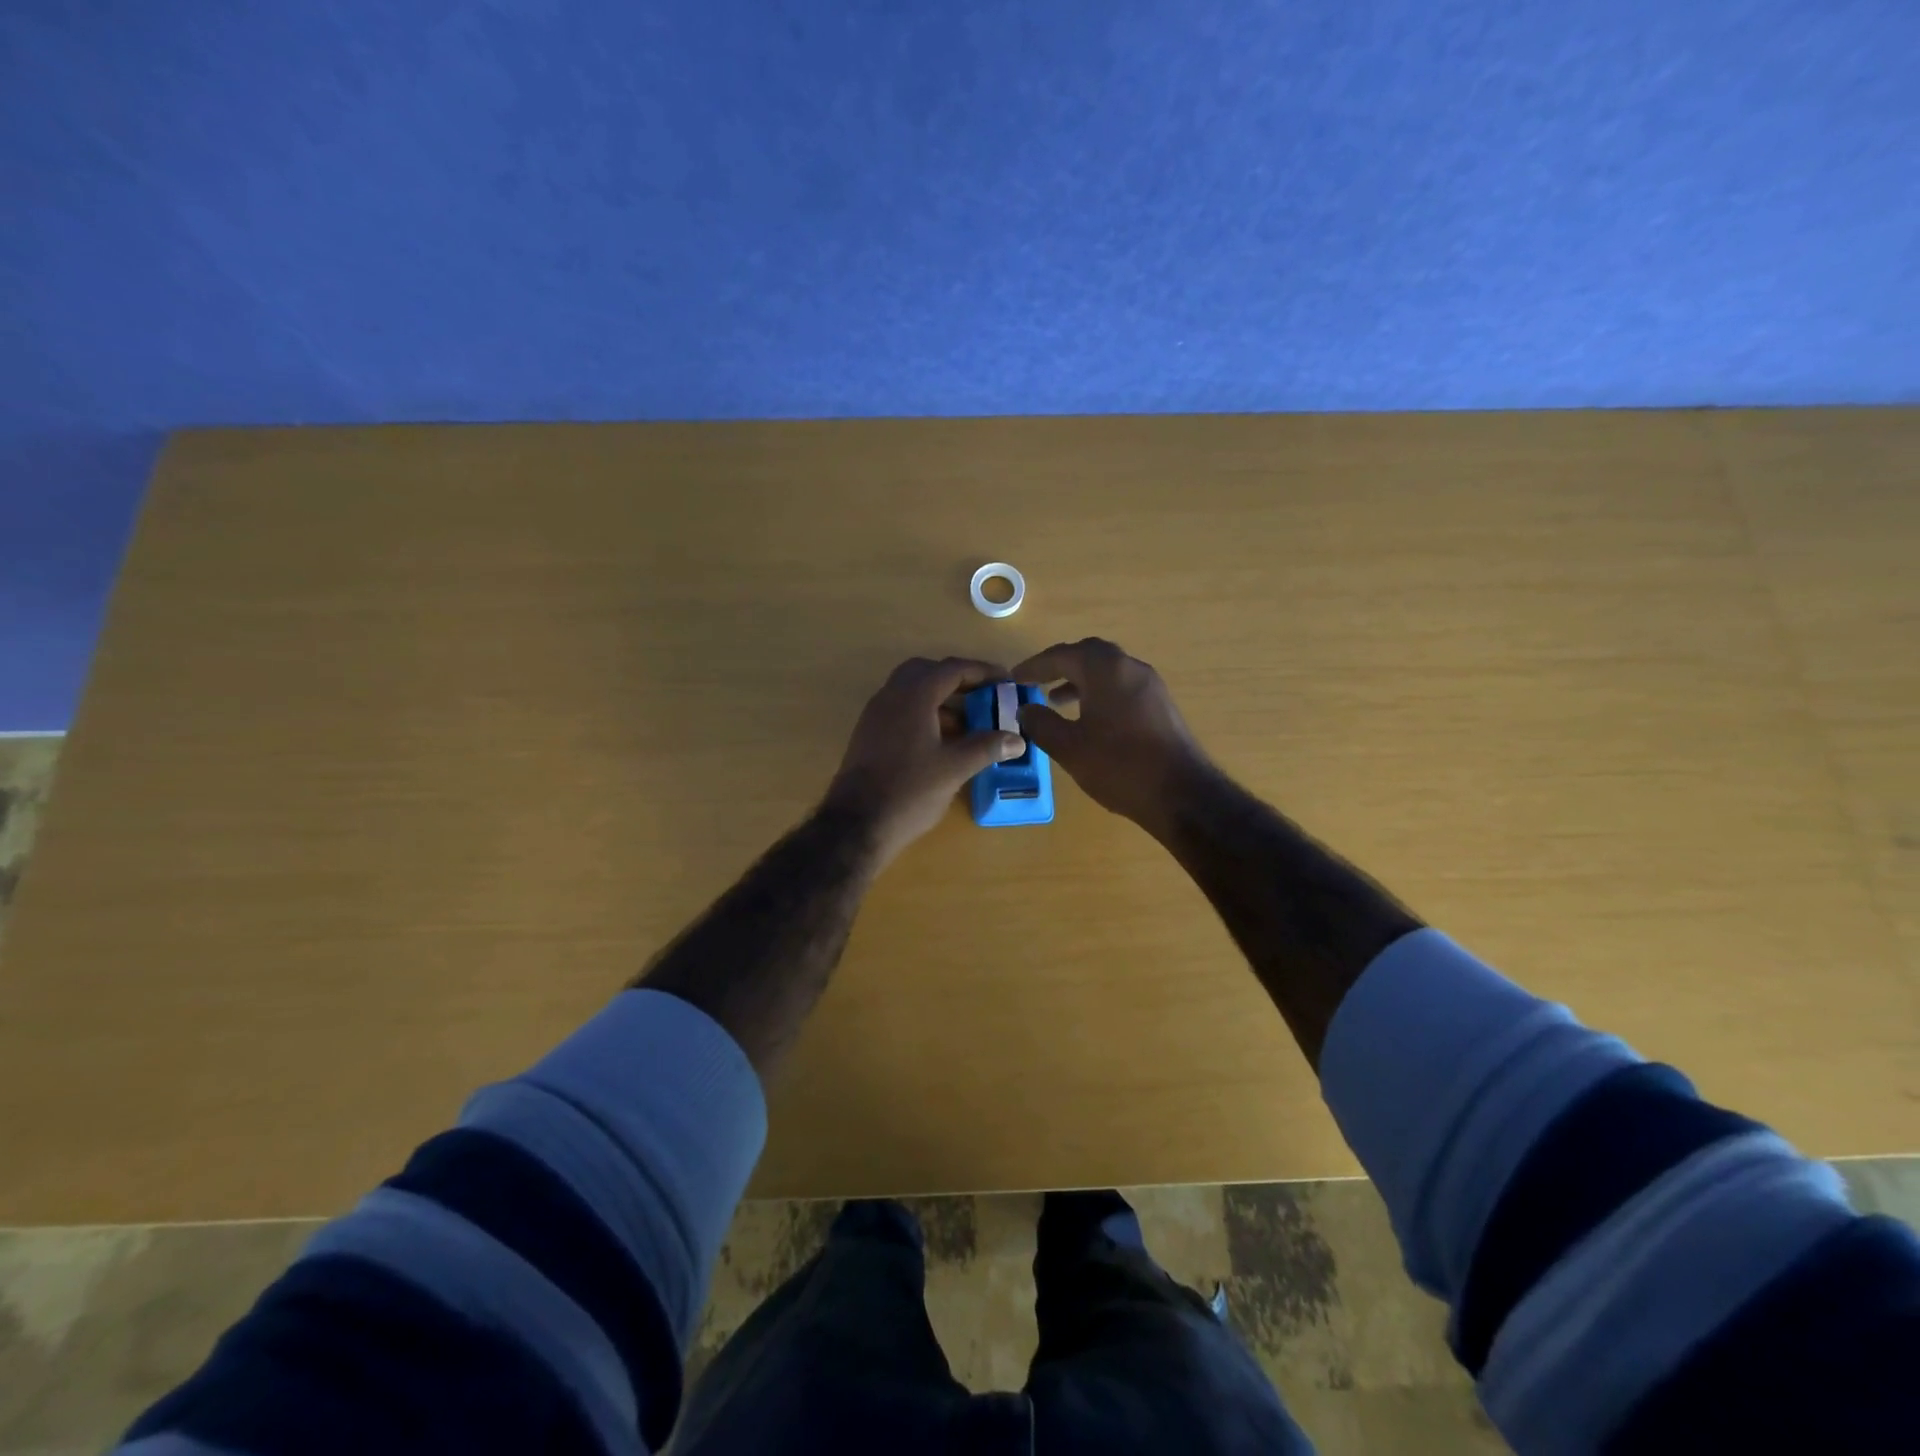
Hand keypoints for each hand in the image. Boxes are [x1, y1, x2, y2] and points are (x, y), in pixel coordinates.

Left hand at [824, 656, 1025, 866]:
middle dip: (958, 680)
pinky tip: (942, 741)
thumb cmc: (909, 791)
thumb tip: (1017, 740)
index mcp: (914, 696)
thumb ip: (987, 747)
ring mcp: (875, 714)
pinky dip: (924, 714)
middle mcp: (891, 696)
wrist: (856, 824)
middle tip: (983, 696)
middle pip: (927, 672)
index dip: (982, 671)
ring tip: (969, 722)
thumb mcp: (955, 768)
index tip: (1006, 681)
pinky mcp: (868, 734)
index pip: (952, 668)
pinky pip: (900, 709)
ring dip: (940, 698)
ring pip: (911, 691)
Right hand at [1013, 638, 1212, 834]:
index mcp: (1105, 669)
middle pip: (1089, 655)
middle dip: (1060, 666)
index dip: (1035, 666)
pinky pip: (1122, 686)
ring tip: (1056, 701)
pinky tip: (1089, 719)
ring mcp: (1150, 685)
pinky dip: (1099, 693)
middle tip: (1036, 681)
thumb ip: (1041, 723)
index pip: (1062, 655)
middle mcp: (1130, 667)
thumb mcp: (1069, 747)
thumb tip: (1025, 709)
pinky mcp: (1160, 705)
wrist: (1181, 794)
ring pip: (1108, 671)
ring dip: (1080, 680)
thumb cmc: (1119, 765)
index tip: (1014, 678)